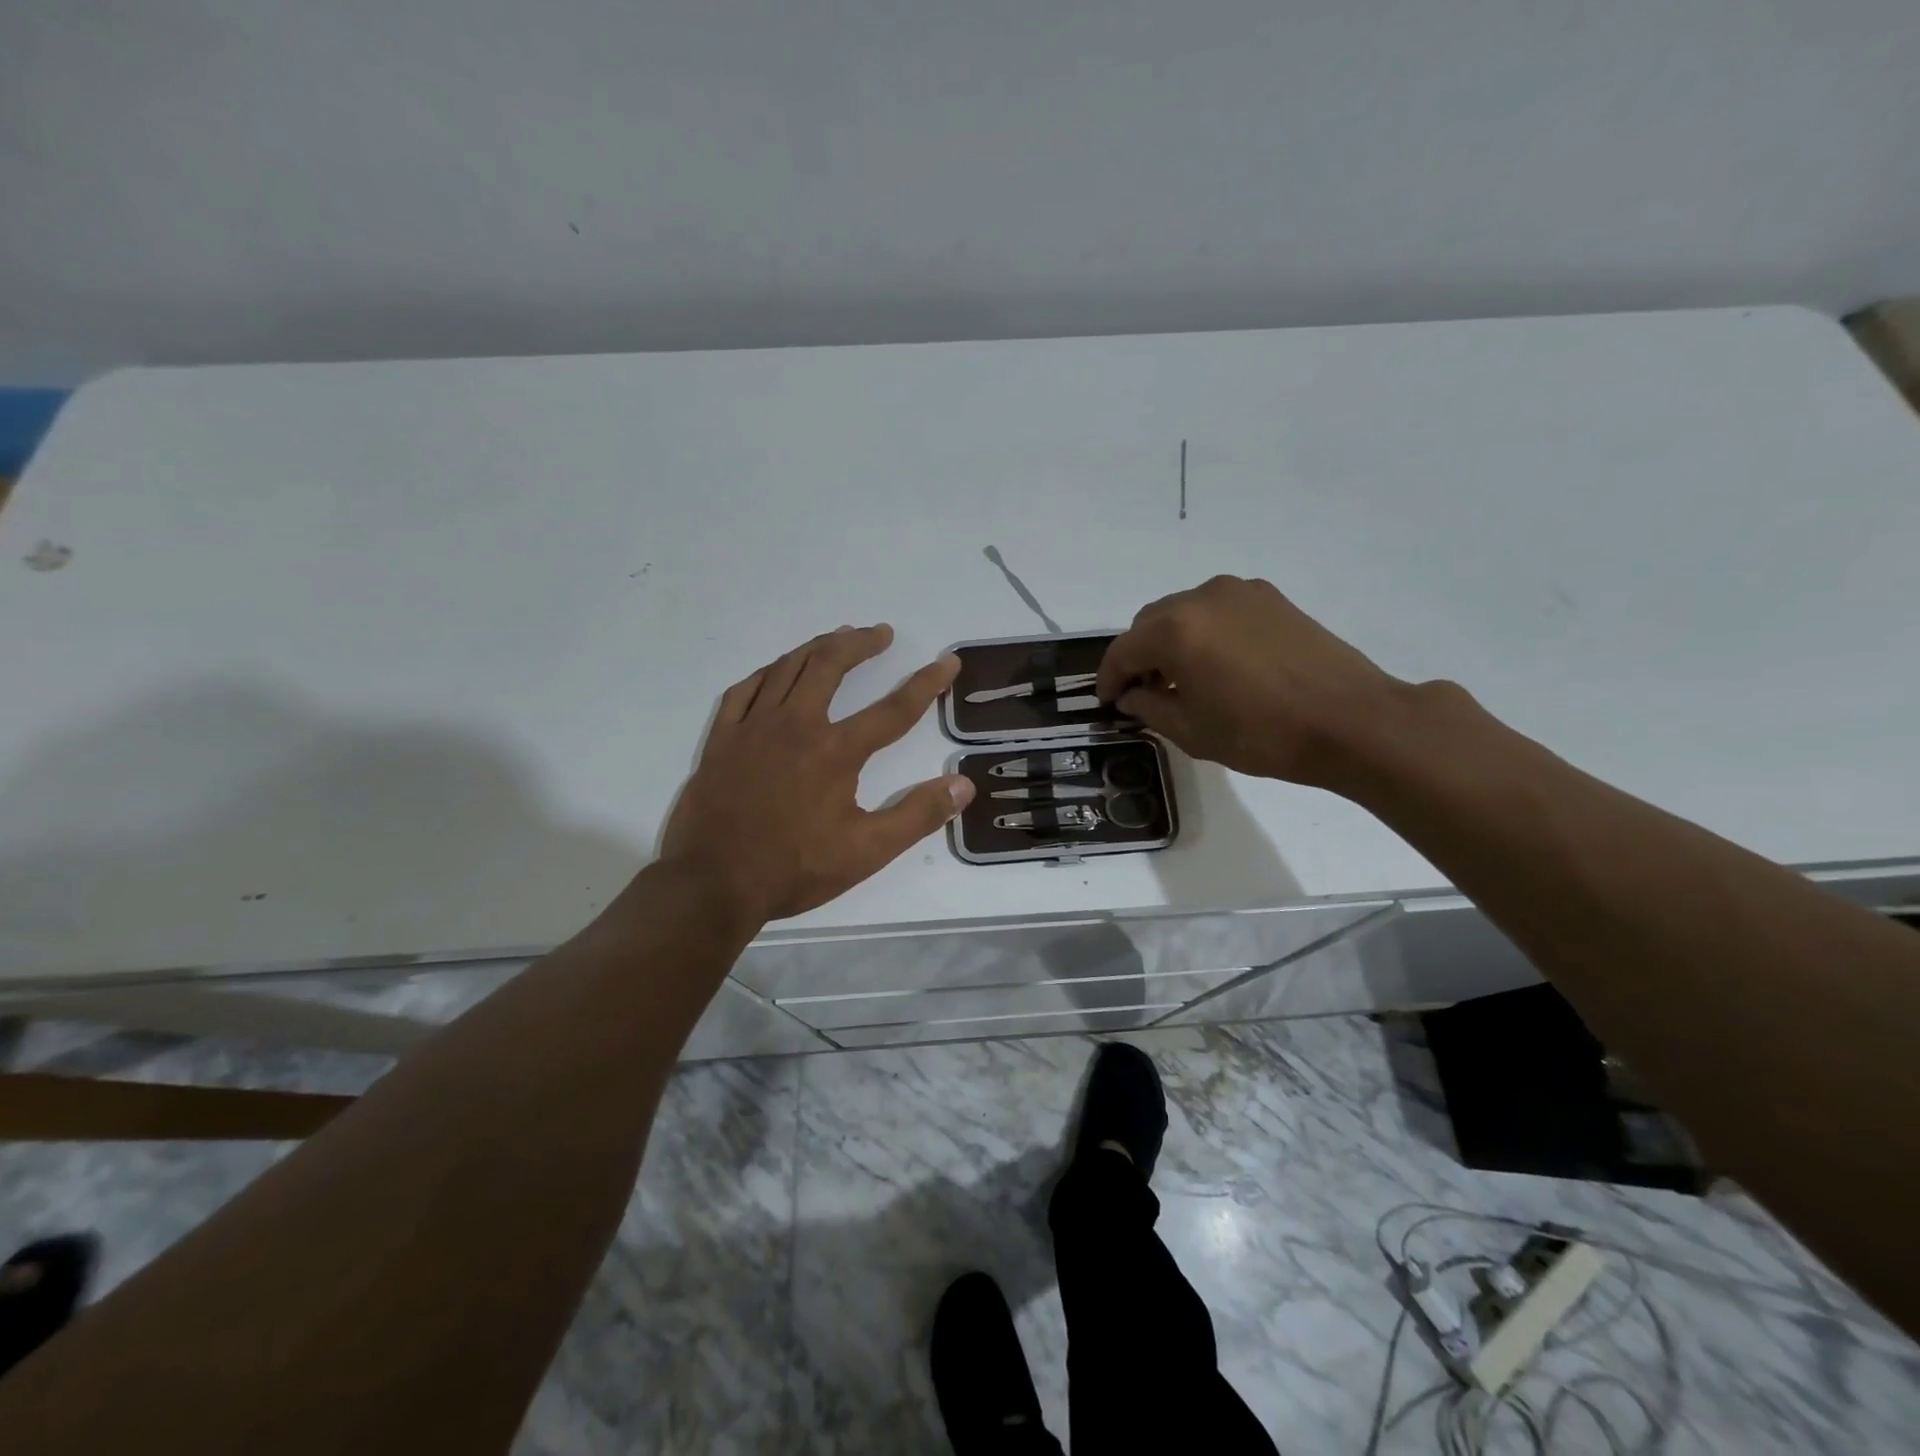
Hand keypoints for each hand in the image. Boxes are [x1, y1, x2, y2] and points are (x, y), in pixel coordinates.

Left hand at [661, 625, 973, 921]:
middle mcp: (795, 725)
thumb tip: (964, 784)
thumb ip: (917, 815)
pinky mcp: (722, 739)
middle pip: (831, 665)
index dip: (926, 683)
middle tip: (881, 634)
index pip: (893, 709)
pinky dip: (767, 673)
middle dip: (860, 644)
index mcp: (835, 751)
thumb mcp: (867, 851)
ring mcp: (753, 728)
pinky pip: (744, 690)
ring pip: (787, 668)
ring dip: (817, 647)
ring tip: (837, 638)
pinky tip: (776, 672)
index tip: (948, 662)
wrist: (712, 884)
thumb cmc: (794, 869)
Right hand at [1096, 575, 1408, 787]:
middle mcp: (1202, 597)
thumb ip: (1148, 707)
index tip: (1107, 702)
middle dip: (1138, 656)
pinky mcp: (1270, 598)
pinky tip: (1218, 664)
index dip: (1108, 679)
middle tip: (1143, 692)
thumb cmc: (1262, 733)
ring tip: (1182, 678)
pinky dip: (1204, 632)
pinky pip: (1217, 611)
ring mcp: (1240, 592)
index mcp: (1175, 630)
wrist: (1351, 721)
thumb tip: (1131, 695)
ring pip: (1183, 612)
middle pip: (1149, 623)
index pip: (1122, 650)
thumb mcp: (1191, 730)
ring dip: (1170, 641)